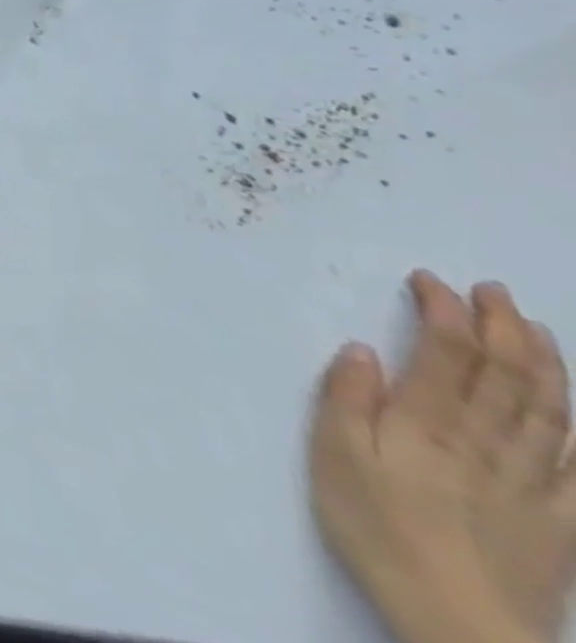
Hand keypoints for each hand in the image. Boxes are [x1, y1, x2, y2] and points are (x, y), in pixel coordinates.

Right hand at [311, 272, 575, 642]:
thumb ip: (346, 399)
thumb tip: (362, 350)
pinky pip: (575, 462)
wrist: (458, 623)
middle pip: (507, 374)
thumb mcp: (336, 456)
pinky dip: (574, 425)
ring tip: (537, 329)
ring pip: (549, 410)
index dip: (444, 310)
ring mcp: (532, 482)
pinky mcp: (559, 519)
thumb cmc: (378, 526)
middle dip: (503, 326)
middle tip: (493, 289)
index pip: (447, 351)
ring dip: (545, 363)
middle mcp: (487, 441)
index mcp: (429, 422)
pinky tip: (571, 410)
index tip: (429, 280)